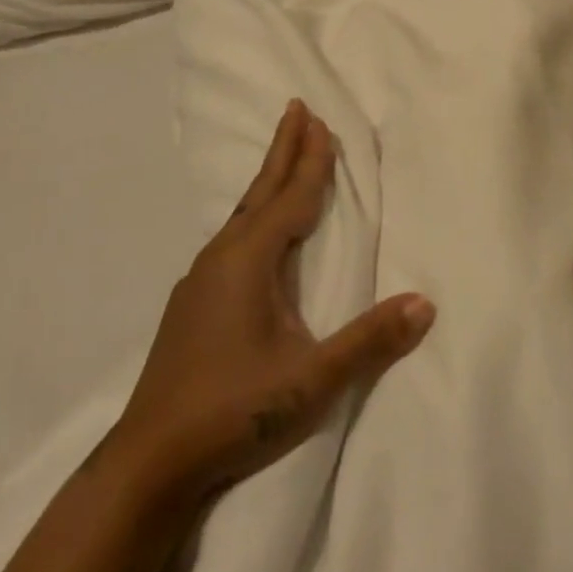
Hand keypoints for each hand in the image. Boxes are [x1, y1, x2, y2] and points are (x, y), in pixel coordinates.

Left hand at [100, 100, 435, 506]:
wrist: (147, 462)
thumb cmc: (233, 411)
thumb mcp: (311, 380)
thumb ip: (369, 341)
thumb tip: (425, 304)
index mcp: (248, 261)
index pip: (290, 198)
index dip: (310, 160)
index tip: (320, 121)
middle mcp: (221, 259)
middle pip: (260, 192)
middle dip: (282, 150)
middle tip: (296, 109)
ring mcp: (200, 282)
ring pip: (242, 215)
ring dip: (267, 182)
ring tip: (284, 163)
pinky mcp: (191, 305)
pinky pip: (232, 239)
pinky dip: (253, 216)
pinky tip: (253, 235)